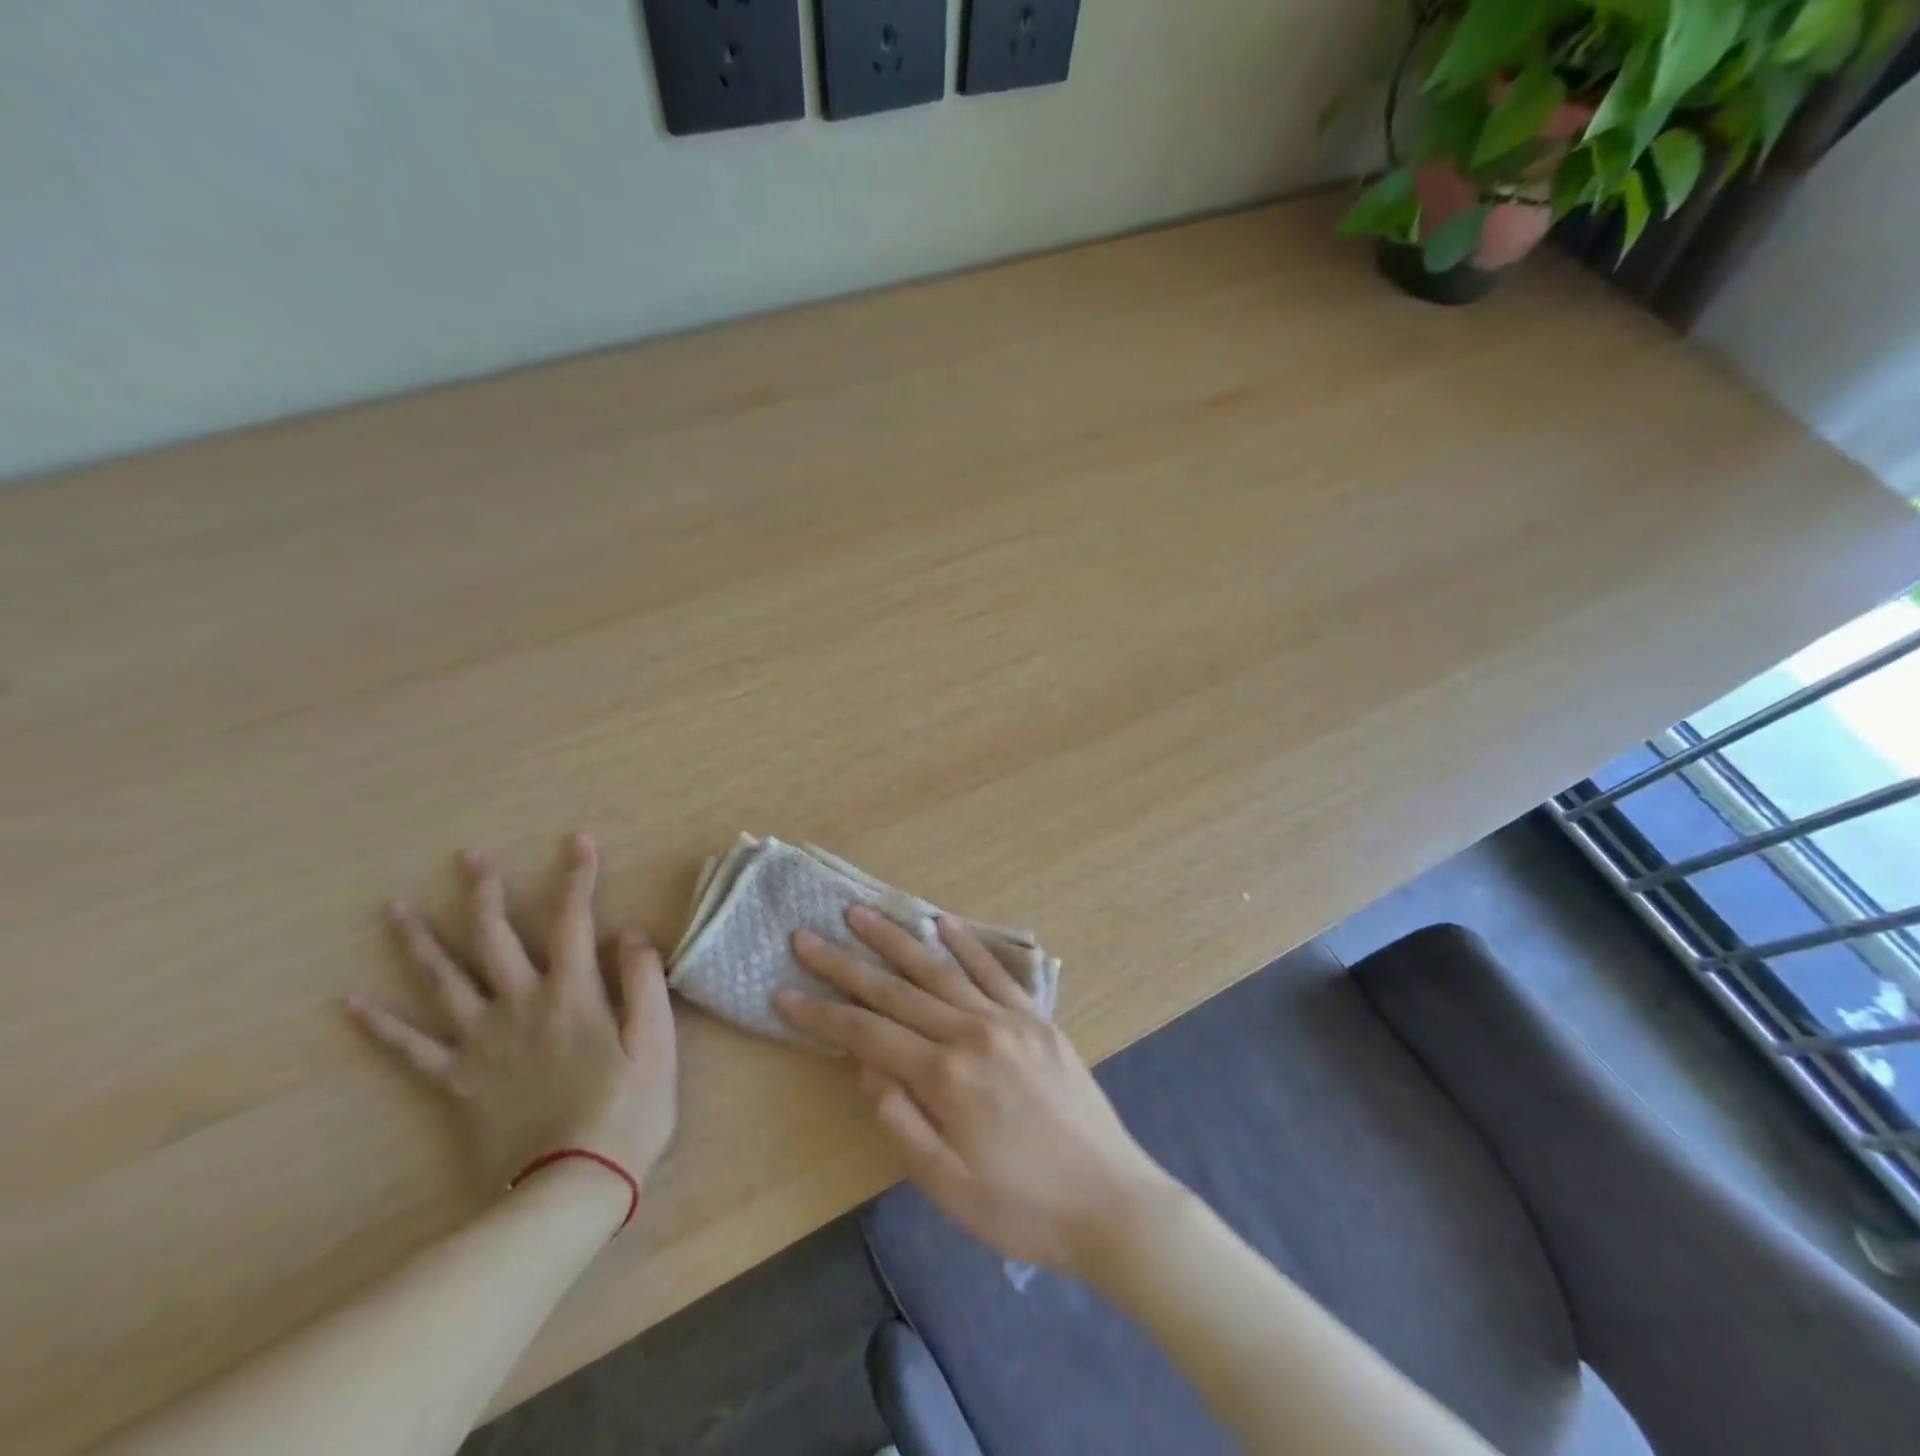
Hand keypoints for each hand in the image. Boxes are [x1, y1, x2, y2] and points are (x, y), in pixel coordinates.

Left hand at [348, 834, 677, 1197]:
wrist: (571, 1185)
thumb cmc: (627, 1109)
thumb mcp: (657, 1042)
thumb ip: (643, 982)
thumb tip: (629, 934)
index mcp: (572, 994)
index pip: (573, 921)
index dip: (577, 878)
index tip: (578, 842)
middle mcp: (519, 1006)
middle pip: (495, 939)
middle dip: (485, 893)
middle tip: (470, 858)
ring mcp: (481, 1044)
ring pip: (443, 983)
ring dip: (420, 942)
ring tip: (396, 909)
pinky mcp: (456, 1082)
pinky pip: (410, 1050)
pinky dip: (380, 1026)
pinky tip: (351, 1004)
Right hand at [775, 908, 1170, 1276]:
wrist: (1110, 1201)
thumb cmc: (1021, 1207)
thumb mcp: (946, 1186)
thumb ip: (900, 1120)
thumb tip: (866, 1065)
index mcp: (944, 1076)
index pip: (866, 1034)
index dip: (821, 1014)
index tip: (784, 992)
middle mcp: (971, 1032)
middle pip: (895, 990)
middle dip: (845, 963)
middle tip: (807, 936)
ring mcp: (1008, 1019)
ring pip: (940, 969)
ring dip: (897, 939)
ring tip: (861, 914)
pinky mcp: (1036, 1018)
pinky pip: (995, 971)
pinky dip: (966, 944)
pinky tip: (942, 923)